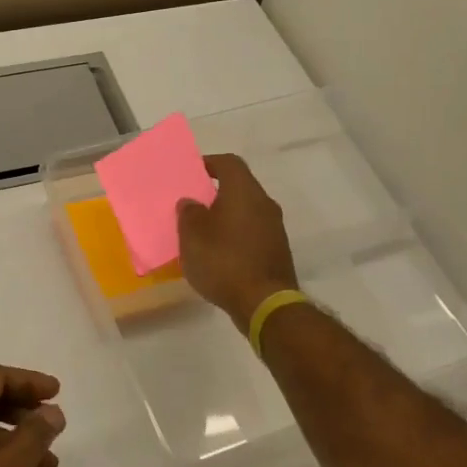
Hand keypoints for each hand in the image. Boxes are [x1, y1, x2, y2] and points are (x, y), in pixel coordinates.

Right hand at [176, 153, 299, 331]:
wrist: (264, 303)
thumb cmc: (223, 261)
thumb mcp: (192, 236)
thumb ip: (188, 213)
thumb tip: (191, 202)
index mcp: (244, 191)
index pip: (229, 163)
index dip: (209, 163)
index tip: (191, 173)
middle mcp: (264, 203)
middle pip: (239, 187)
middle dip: (215, 194)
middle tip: (192, 205)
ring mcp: (275, 228)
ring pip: (246, 212)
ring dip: (226, 217)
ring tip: (202, 232)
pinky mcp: (277, 251)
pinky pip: (252, 233)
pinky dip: (235, 236)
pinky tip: (219, 255)